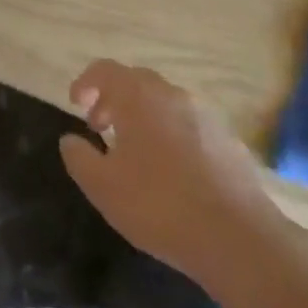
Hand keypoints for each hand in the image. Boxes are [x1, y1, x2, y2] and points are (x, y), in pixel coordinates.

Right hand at [59, 61, 276, 282]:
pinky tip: (170, 171)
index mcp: (139, 97)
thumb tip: (70, 139)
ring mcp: (205, 115)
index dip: (86, 83)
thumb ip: (79, 158)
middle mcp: (172, 95)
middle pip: (136, 82)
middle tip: (99, 128)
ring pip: (164, 103)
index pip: (105, 70)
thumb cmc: (159, 205)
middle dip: (113, 99)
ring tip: (133, 152)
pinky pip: (188, 125)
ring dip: (142, 117)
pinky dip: (170, 134)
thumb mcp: (103, 187)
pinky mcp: (228, 140)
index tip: (76, 106)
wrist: (237, 236)